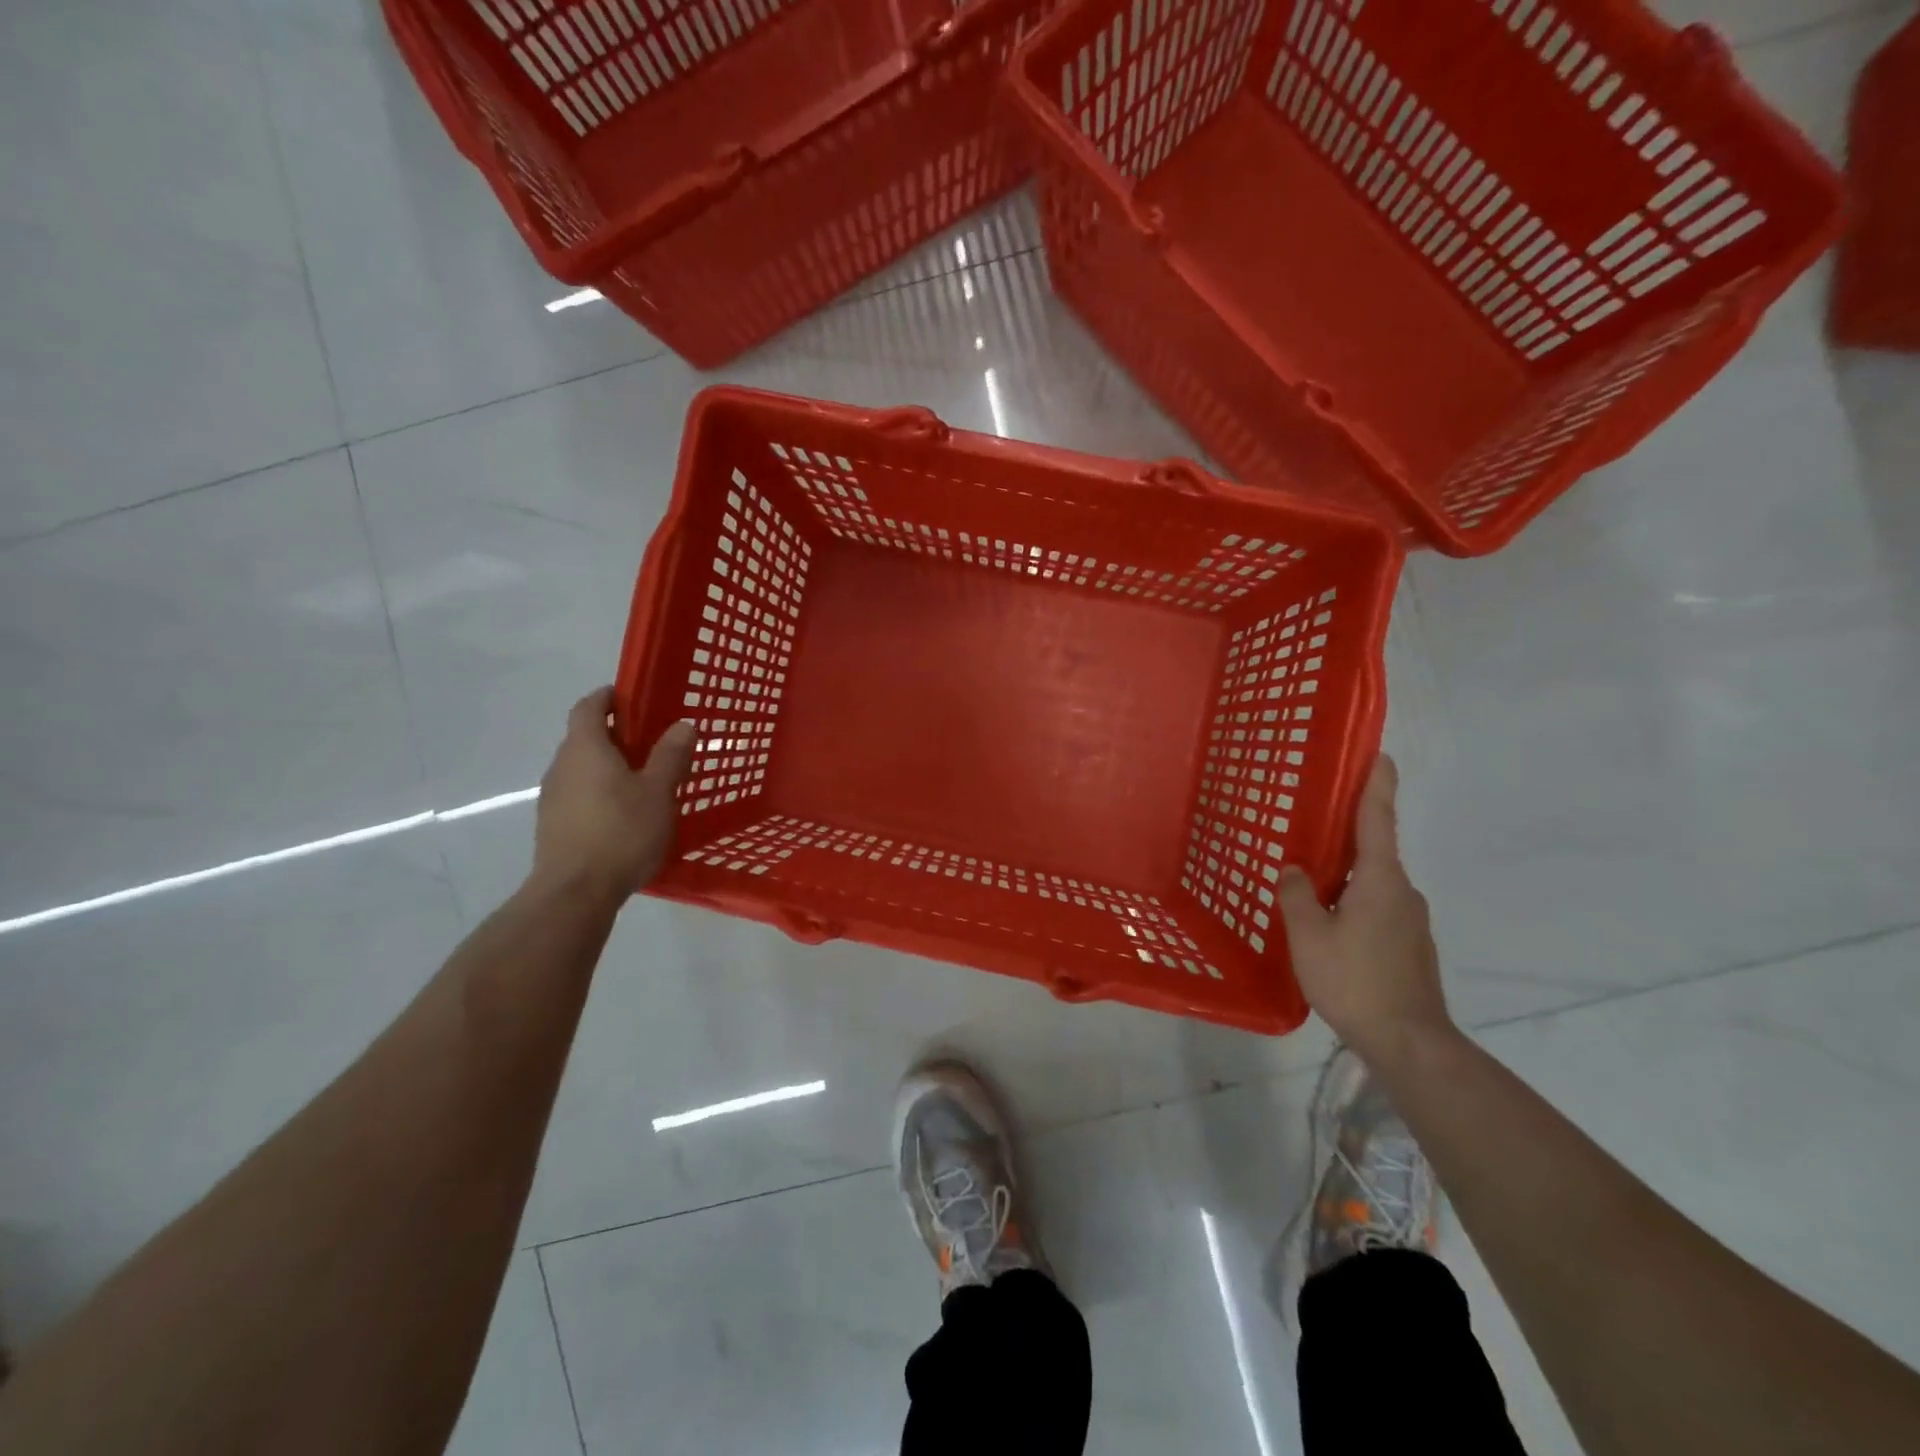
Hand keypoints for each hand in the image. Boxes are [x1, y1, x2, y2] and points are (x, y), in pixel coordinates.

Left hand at [532, 688, 695, 899]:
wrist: (574, 893)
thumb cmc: (621, 833)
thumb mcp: (658, 792)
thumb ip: (670, 756)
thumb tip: (682, 724)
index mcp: (586, 749)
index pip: (589, 707)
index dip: (609, 697)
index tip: (633, 697)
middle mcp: (562, 766)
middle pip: (585, 737)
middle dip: (616, 735)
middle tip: (652, 743)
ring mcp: (552, 797)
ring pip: (582, 768)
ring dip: (608, 766)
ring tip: (643, 782)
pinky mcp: (553, 825)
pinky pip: (579, 795)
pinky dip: (600, 792)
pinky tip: (624, 815)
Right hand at [1278, 755, 1453, 1065]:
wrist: (1409, 1042)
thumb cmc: (1355, 980)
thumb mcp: (1308, 935)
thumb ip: (1297, 895)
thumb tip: (1295, 869)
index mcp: (1381, 880)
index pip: (1377, 820)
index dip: (1377, 785)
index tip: (1380, 754)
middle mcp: (1402, 892)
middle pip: (1373, 851)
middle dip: (1347, 835)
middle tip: (1313, 825)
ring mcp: (1410, 920)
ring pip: (1372, 884)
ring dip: (1345, 877)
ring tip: (1309, 884)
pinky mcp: (1409, 946)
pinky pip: (1376, 908)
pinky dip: (1352, 903)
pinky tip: (1328, 926)